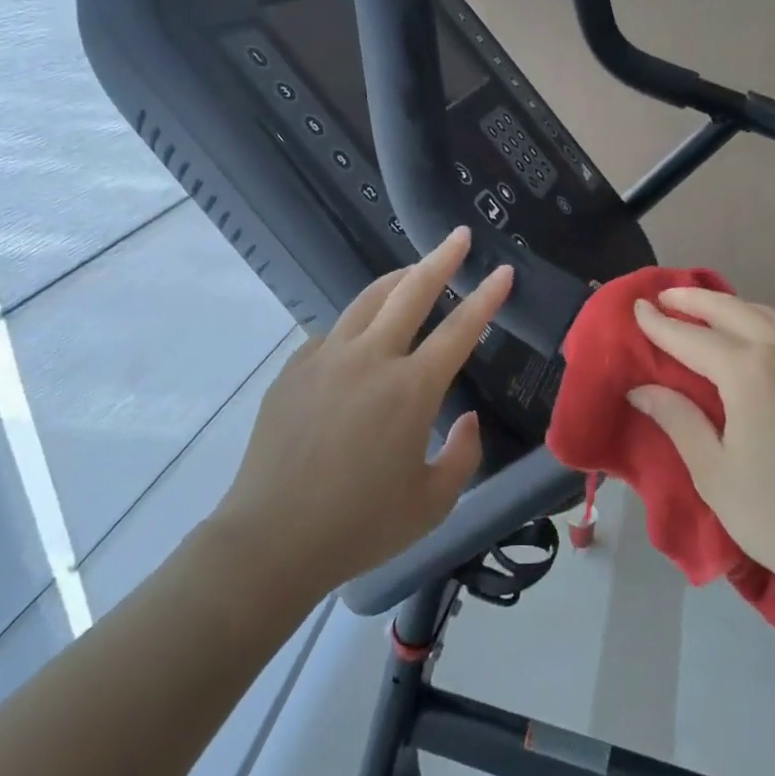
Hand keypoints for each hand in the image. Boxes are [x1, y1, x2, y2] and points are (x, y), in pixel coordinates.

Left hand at [216, 227, 511, 595]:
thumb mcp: (432, 503)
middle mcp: (370, 359)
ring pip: (367, 300)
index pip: (460, 329)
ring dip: (397, 279)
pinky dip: (357, 324)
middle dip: (441, 259)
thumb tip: (467, 418)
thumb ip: (463, 455)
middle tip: (458, 236)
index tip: (503, 271)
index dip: (486, 297)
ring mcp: (326, 358)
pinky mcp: (294, 369)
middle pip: (411, 292)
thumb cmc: (360, 526)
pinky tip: (361, 338)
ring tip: (414, 269)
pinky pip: (333, 333)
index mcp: (411, 389)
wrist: (271, 539)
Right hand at [627, 288, 774, 609]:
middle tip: (665, 295)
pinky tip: (753, 338)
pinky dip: (762, 323)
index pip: (692, 337)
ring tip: (705, 309)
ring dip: (732, 306)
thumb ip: (678, 421)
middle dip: (695, 300)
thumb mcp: (715, 474)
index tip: (636, 307)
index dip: (660, 324)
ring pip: (768, 316)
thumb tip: (642, 389)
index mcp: (750, 372)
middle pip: (733, 310)